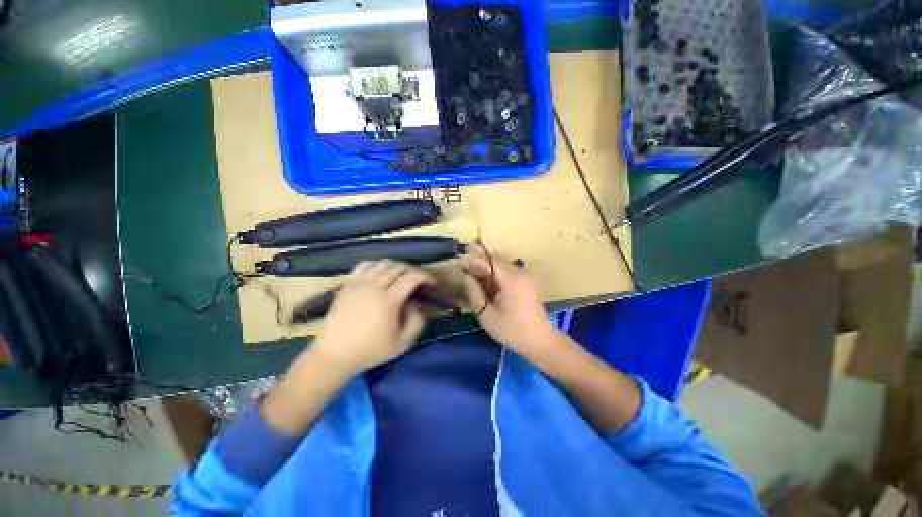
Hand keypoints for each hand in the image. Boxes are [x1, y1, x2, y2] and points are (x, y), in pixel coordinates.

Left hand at [312, 260, 433, 376]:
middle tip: (418, 280)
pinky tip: (380, 273)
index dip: (425, 276)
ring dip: (396, 266)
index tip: (432, 283)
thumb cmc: (371, 350)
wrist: (335, 354)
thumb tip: (416, 302)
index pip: (412, 277)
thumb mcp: (403, 343)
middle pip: (398, 267)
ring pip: (382, 263)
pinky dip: (377, 265)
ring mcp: (358, 283)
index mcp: (389, 300)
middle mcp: (374, 286)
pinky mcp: (347, 284)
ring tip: (401, 276)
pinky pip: (365, 265)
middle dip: (413, 270)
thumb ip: (417, 321)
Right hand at [460, 247, 559, 357]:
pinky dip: (496, 274)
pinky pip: (508, 272)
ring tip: (473, 277)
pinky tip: (487, 285)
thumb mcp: (487, 315)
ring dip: (488, 268)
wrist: (541, 342)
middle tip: (465, 270)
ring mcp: (526, 277)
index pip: (491, 259)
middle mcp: (520, 273)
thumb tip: (466, 276)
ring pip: (502, 264)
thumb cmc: (512, 330)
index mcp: (512, 279)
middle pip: (497, 259)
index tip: (460, 263)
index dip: (475, 258)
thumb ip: (474, 292)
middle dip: (480, 262)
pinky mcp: (527, 282)